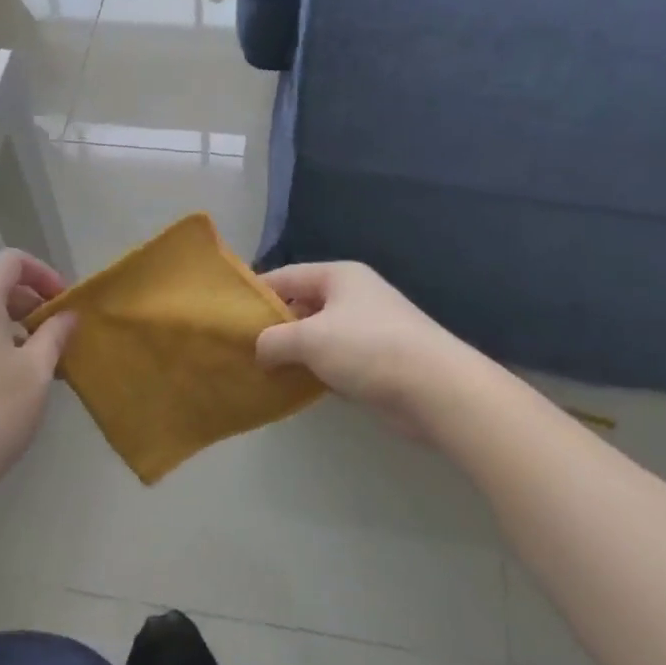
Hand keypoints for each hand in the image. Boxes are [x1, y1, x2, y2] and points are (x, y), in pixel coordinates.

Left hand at [0, 251, 79, 512]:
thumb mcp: (36, 373)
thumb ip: (55, 334)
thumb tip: (67, 315)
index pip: (10, 261)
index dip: (44, 273)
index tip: (65, 304)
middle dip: (29, 301)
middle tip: (56, 335)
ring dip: (9, 325)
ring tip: (35, 362)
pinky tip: (3, 382)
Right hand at [256, 262, 459, 425]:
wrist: (435, 388)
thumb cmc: (367, 348)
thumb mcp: (309, 338)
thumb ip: (274, 340)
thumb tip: (259, 350)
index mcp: (339, 276)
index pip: (287, 276)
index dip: (258, 292)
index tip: (230, 315)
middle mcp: (354, 296)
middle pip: (302, 305)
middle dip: (274, 326)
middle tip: (243, 348)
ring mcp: (368, 329)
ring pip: (318, 336)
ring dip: (294, 353)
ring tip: (261, 370)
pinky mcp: (377, 361)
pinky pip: (335, 360)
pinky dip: (316, 371)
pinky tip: (295, 387)